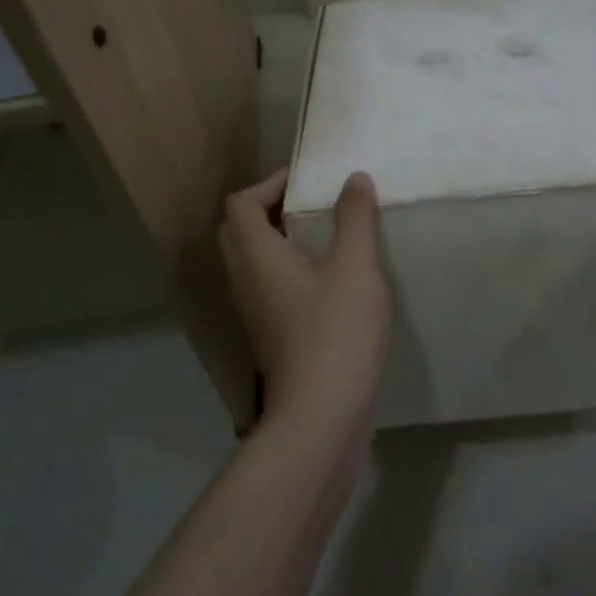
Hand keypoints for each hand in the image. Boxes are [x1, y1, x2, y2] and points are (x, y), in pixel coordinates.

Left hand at [218, 167, 390, 434]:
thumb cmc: (336, 332)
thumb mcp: (355, 267)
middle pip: (240, 231)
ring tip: (327, 236)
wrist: (322, 417)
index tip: (307, 182)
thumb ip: (354, 219)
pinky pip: (271, 288)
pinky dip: (291, 271)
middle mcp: (245, 281)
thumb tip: (353, 179)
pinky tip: (331, 279)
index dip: (269, 184)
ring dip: (282, 241)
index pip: (240, 203)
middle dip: (272, 210)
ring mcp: (255, 314)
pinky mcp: (272, 338)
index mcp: (256, 256)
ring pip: (255, 263)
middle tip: (313, 205)